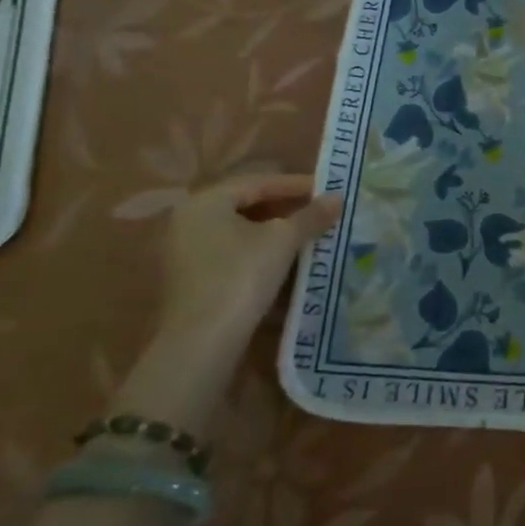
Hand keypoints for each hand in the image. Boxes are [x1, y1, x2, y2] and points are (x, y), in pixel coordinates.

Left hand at [113, 174, 340, 434]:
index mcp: (205, 202)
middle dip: (286, 209)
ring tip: (309, 236)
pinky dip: (260, 253)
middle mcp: (189, 221)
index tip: (327, 190)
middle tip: (320, 212)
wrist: (202, 343)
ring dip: (275, 232)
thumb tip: (338, 198)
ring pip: (241, 232)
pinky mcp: (192, 280)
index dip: (296, 185)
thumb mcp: (282, 241)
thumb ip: (310, 216)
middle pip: (247, 205)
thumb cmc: (240, 277)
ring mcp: (186, 253)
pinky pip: (232, 254)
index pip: (258, 182)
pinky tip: (287, 262)